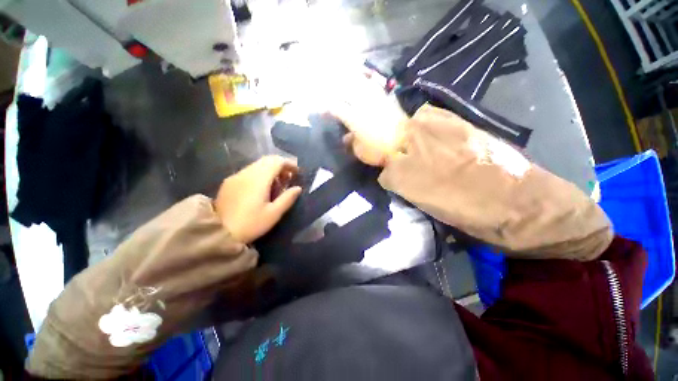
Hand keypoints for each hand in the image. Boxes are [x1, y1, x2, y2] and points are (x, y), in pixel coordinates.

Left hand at [215, 156, 301, 243]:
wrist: (218, 233)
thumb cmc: (251, 224)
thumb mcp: (274, 214)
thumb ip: (288, 198)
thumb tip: (298, 188)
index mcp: (259, 179)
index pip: (277, 161)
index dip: (289, 164)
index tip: (297, 173)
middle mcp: (247, 173)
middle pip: (267, 160)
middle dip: (281, 165)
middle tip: (288, 178)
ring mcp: (236, 176)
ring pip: (257, 164)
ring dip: (271, 169)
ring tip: (277, 183)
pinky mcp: (229, 182)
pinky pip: (249, 171)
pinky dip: (260, 173)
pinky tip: (262, 187)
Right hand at [328, 73, 408, 165]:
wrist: (406, 145)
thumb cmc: (380, 151)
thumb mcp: (360, 151)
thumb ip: (352, 141)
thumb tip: (346, 137)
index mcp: (354, 118)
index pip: (336, 108)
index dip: (326, 108)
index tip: (321, 111)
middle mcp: (363, 104)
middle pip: (345, 90)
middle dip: (334, 89)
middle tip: (328, 90)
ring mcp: (376, 100)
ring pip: (360, 83)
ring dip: (350, 79)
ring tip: (343, 76)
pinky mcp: (388, 99)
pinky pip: (375, 86)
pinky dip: (368, 81)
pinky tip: (365, 79)